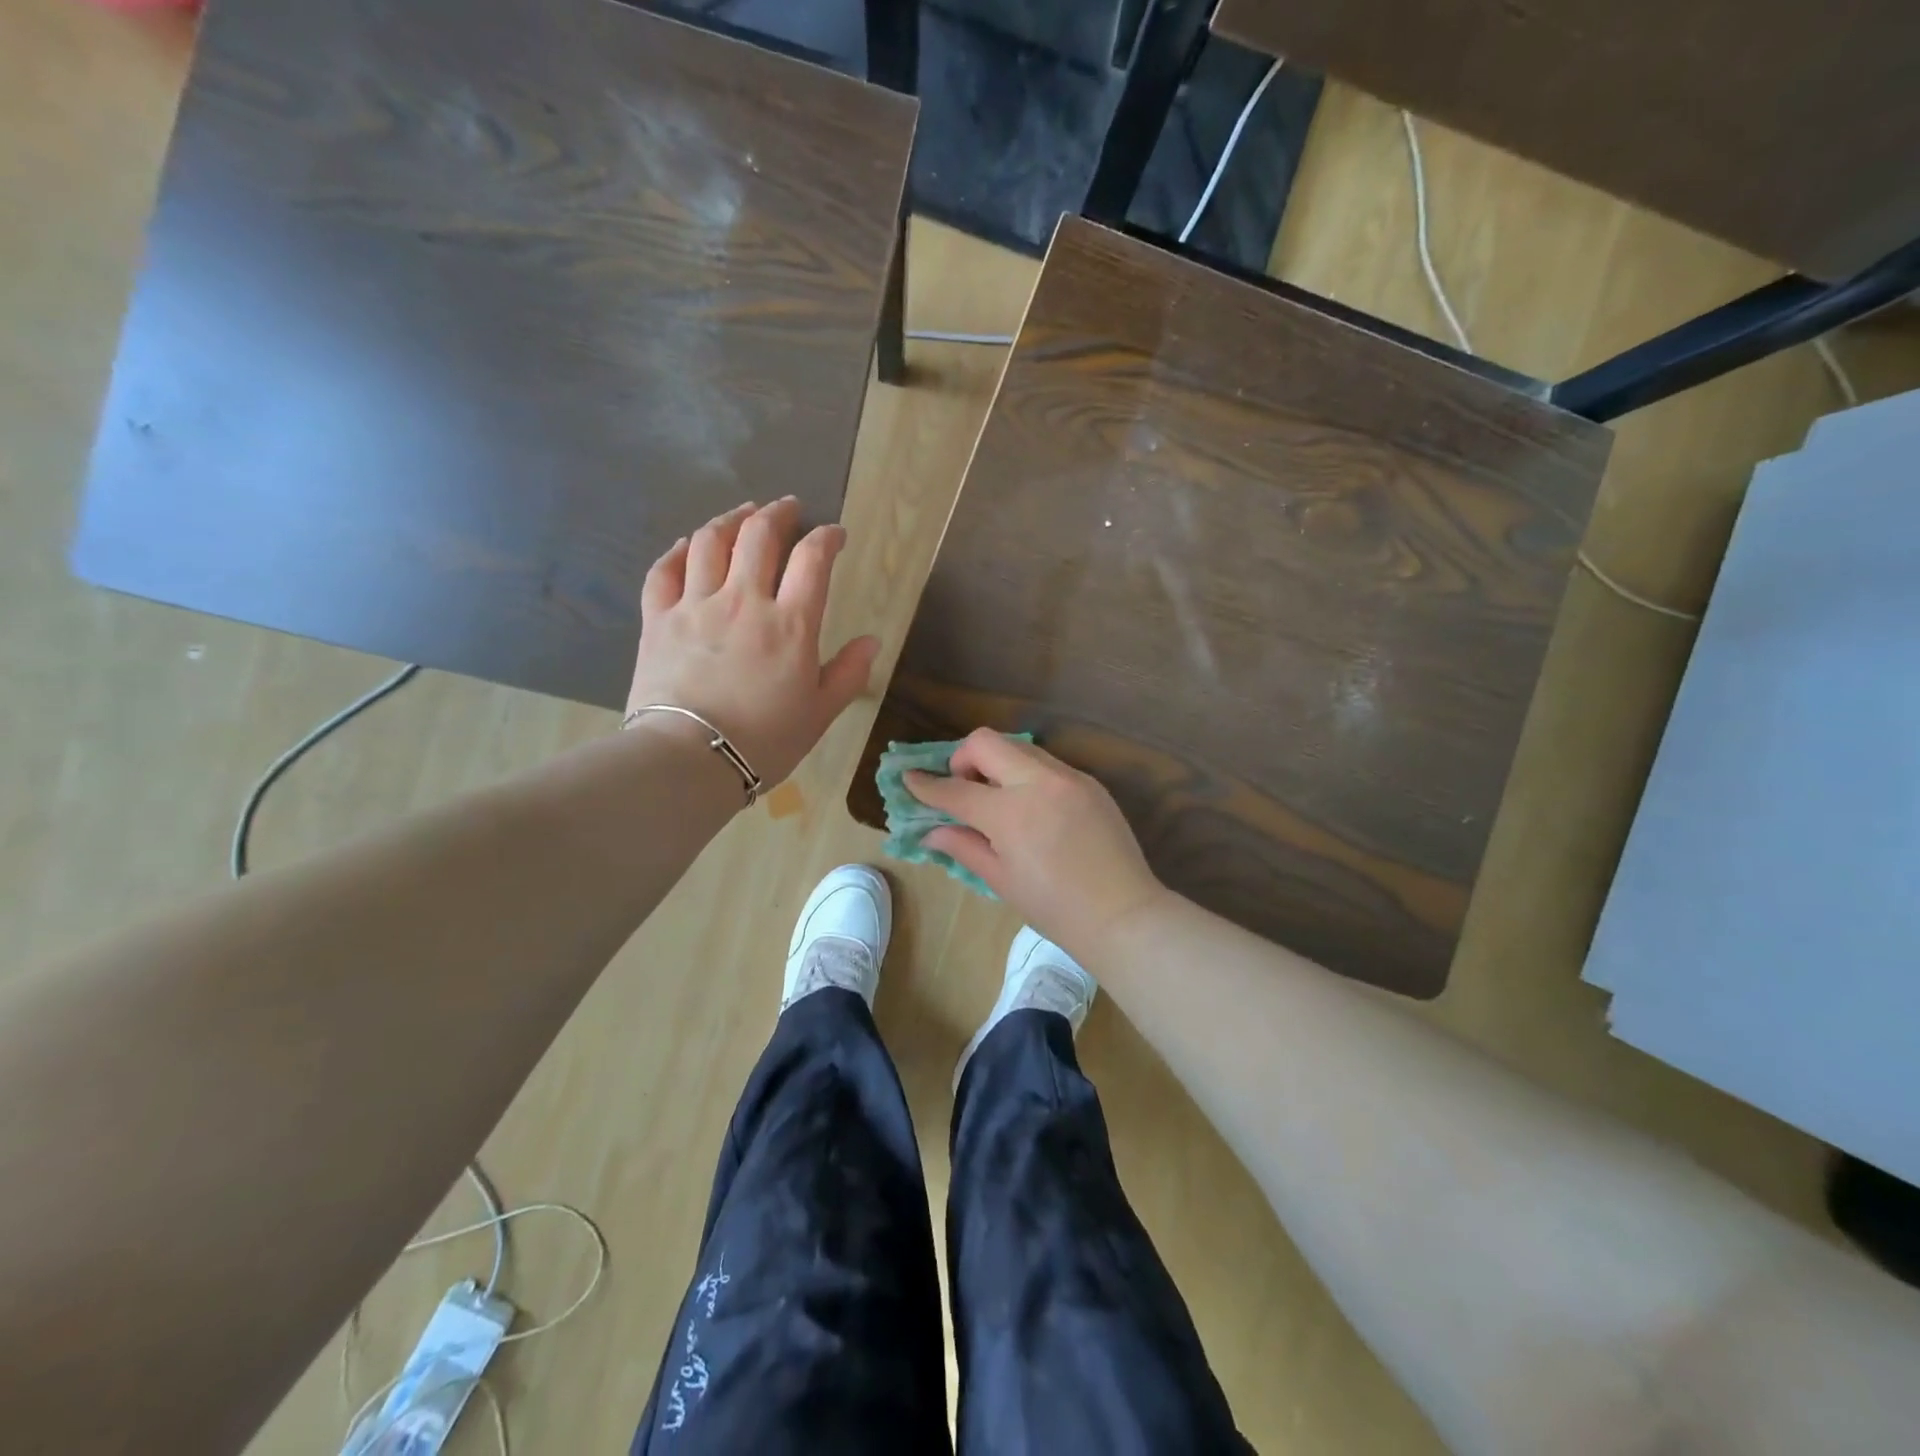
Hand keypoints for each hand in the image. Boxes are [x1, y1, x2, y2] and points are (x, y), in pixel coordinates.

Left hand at [627, 498, 879, 787]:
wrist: (689, 760)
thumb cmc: (764, 740)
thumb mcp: (820, 713)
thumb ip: (849, 673)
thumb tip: (871, 640)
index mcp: (790, 624)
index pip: (813, 560)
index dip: (827, 538)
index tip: (835, 534)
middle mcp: (744, 601)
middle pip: (760, 535)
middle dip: (779, 514)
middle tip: (788, 509)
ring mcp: (695, 605)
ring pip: (711, 541)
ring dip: (731, 520)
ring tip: (743, 514)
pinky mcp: (658, 619)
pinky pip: (664, 570)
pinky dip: (679, 551)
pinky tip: (689, 545)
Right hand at [905, 730, 1169, 961]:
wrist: (1122, 914)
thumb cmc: (1054, 908)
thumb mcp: (1001, 880)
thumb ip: (963, 846)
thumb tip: (932, 831)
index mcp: (1010, 813)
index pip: (955, 789)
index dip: (927, 785)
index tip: (909, 779)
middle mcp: (1038, 782)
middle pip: (986, 742)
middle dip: (962, 758)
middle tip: (963, 787)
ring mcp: (1068, 778)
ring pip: (1019, 748)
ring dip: (998, 764)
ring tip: (998, 799)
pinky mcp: (1090, 782)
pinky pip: (1048, 765)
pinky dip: (1028, 776)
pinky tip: (1033, 808)